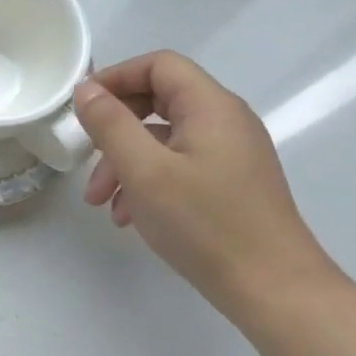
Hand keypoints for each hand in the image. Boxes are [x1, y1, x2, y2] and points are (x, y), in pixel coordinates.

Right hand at [73, 52, 341, 319]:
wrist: (273, 290)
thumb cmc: (205, 224)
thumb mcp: (144, 170)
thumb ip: (110, 124)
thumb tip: (86, 90)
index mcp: (211, 107)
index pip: (159, 65)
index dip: (116, 77)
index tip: (82, 107)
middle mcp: (226, 122)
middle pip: (158, 100)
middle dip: (114, 127)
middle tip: (85, 156)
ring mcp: (230, 154)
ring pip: (163, 138)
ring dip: (124, 161)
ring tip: (100, 201)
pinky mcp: (229, 184)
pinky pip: (178, 165)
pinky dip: (146, 180)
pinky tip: (128, 215)